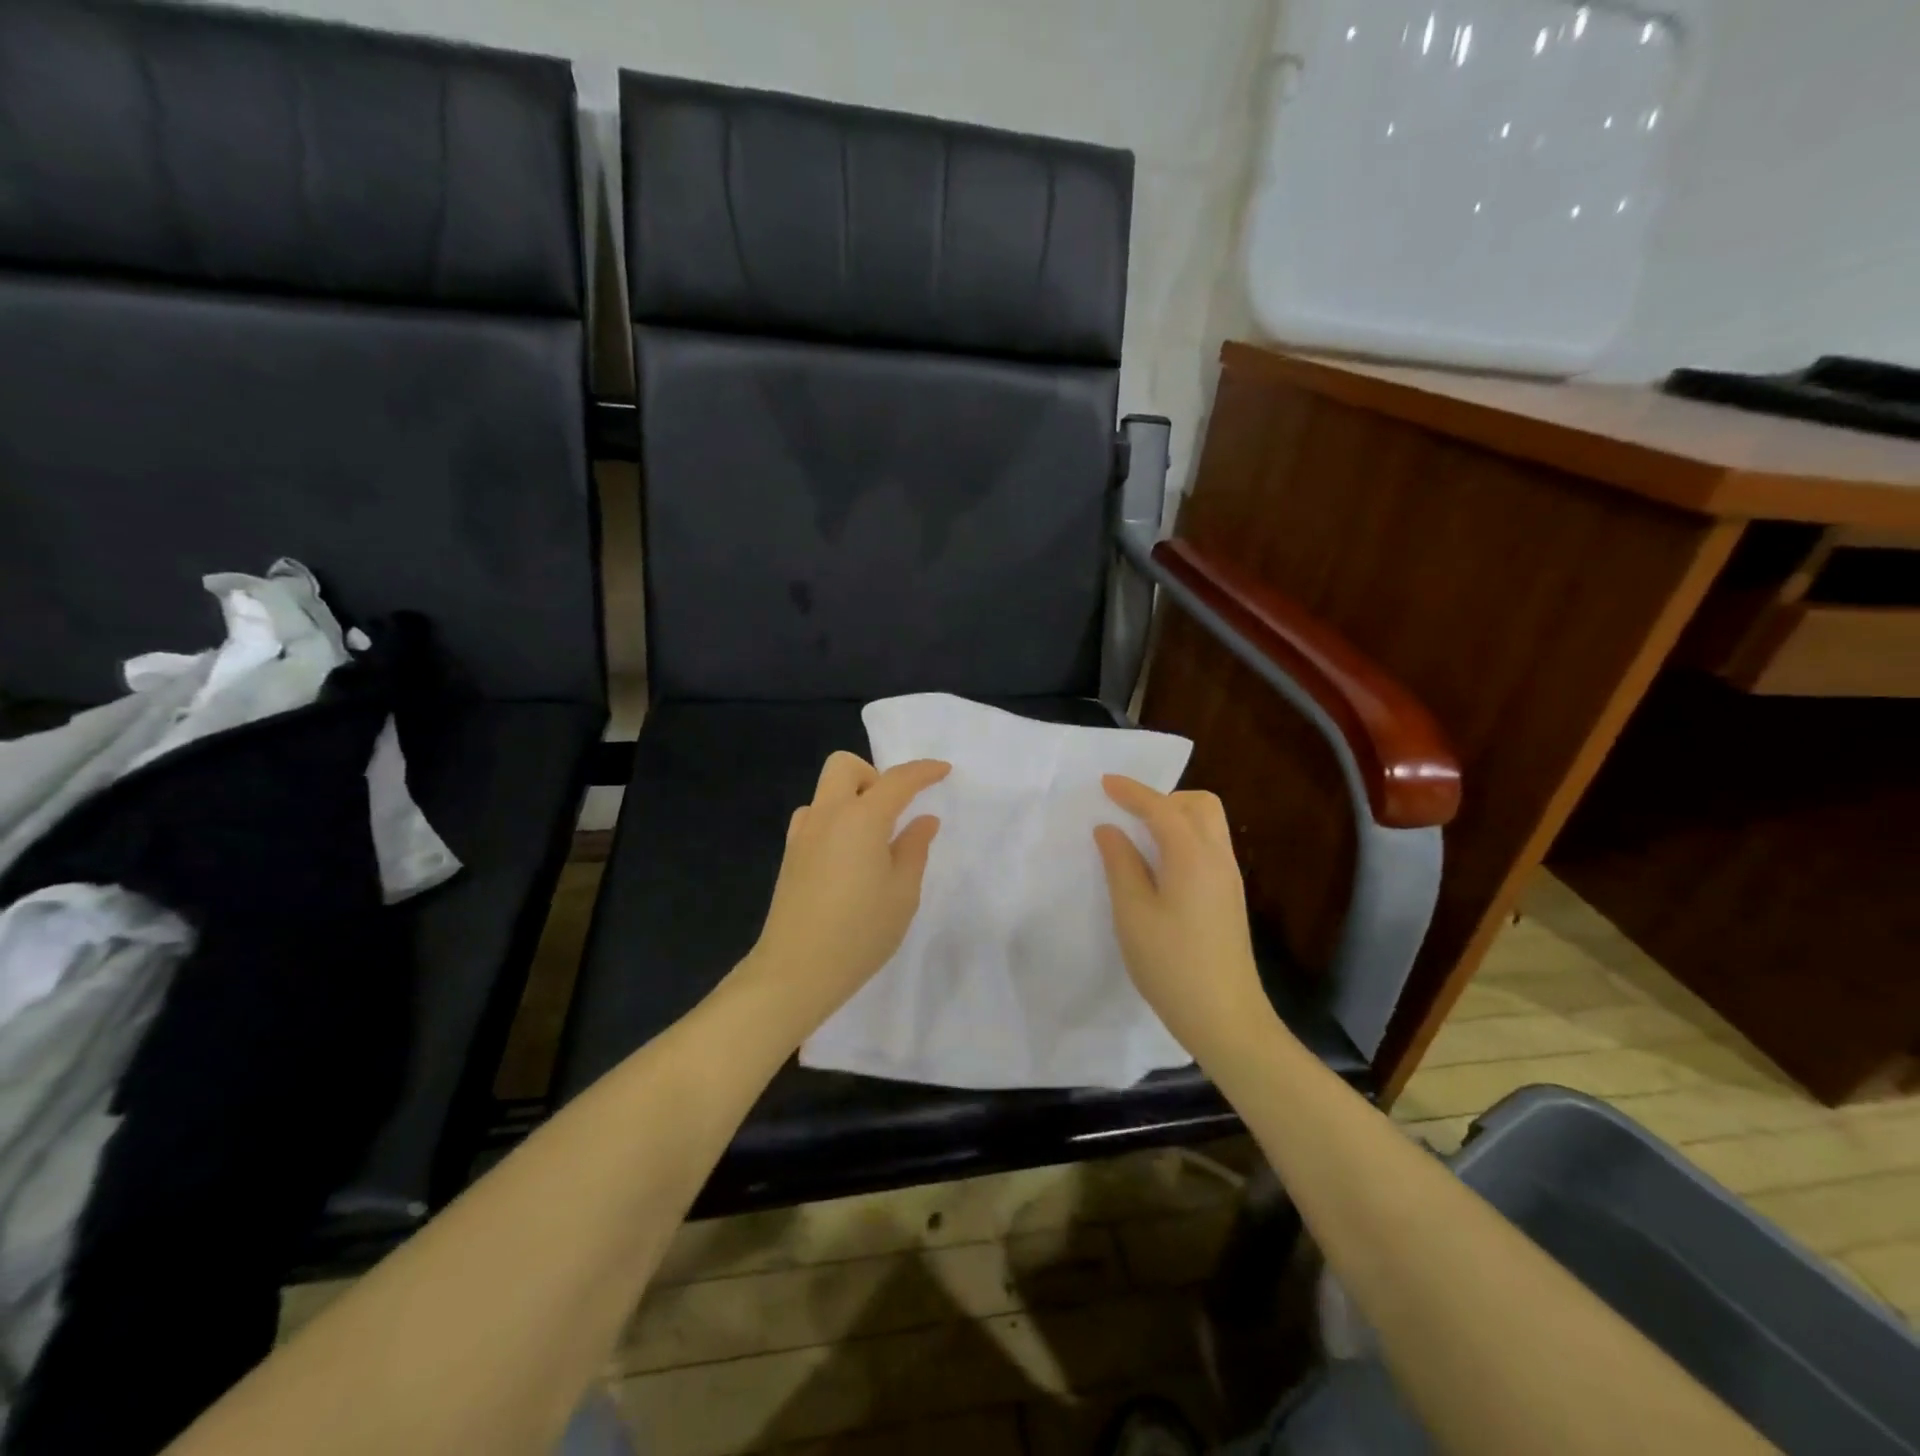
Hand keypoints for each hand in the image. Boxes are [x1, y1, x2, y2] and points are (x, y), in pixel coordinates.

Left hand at [742, 751, 949, 1028]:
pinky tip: (848, 858)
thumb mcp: (902, 893)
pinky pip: (814, 817)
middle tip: (894, 811)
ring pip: (826, 792)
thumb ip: (914, 849)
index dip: (923, 771)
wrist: (795, 971)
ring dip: (852, 799)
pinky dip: (835, 820)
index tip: (944, 771)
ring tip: (872, 840)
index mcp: (862, 819)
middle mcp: (827, 815)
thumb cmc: (860, 933)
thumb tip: (923, 820)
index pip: (897, 780)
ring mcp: (802, 834)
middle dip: (874, 774)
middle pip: (844, 765)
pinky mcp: (790, 855)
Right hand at [1094, 775, 1271, 1059]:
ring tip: (1139, 837)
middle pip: (1199, 806)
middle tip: (1129, 814)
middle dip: (1164, 798)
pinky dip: (1183, 839)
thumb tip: (1110, 830)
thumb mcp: (1133, 913)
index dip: (1132, 792)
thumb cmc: (1171, 964)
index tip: (1104, 782)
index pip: (1162, 809)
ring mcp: (1229, 879)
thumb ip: (1120, 864)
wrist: (1225, 1018)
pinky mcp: (1229, 898)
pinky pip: (1208, 847)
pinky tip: (1159, 865)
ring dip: (1175, 818)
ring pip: (1208, 826)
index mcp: (1193, 856)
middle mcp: (1218, 858)